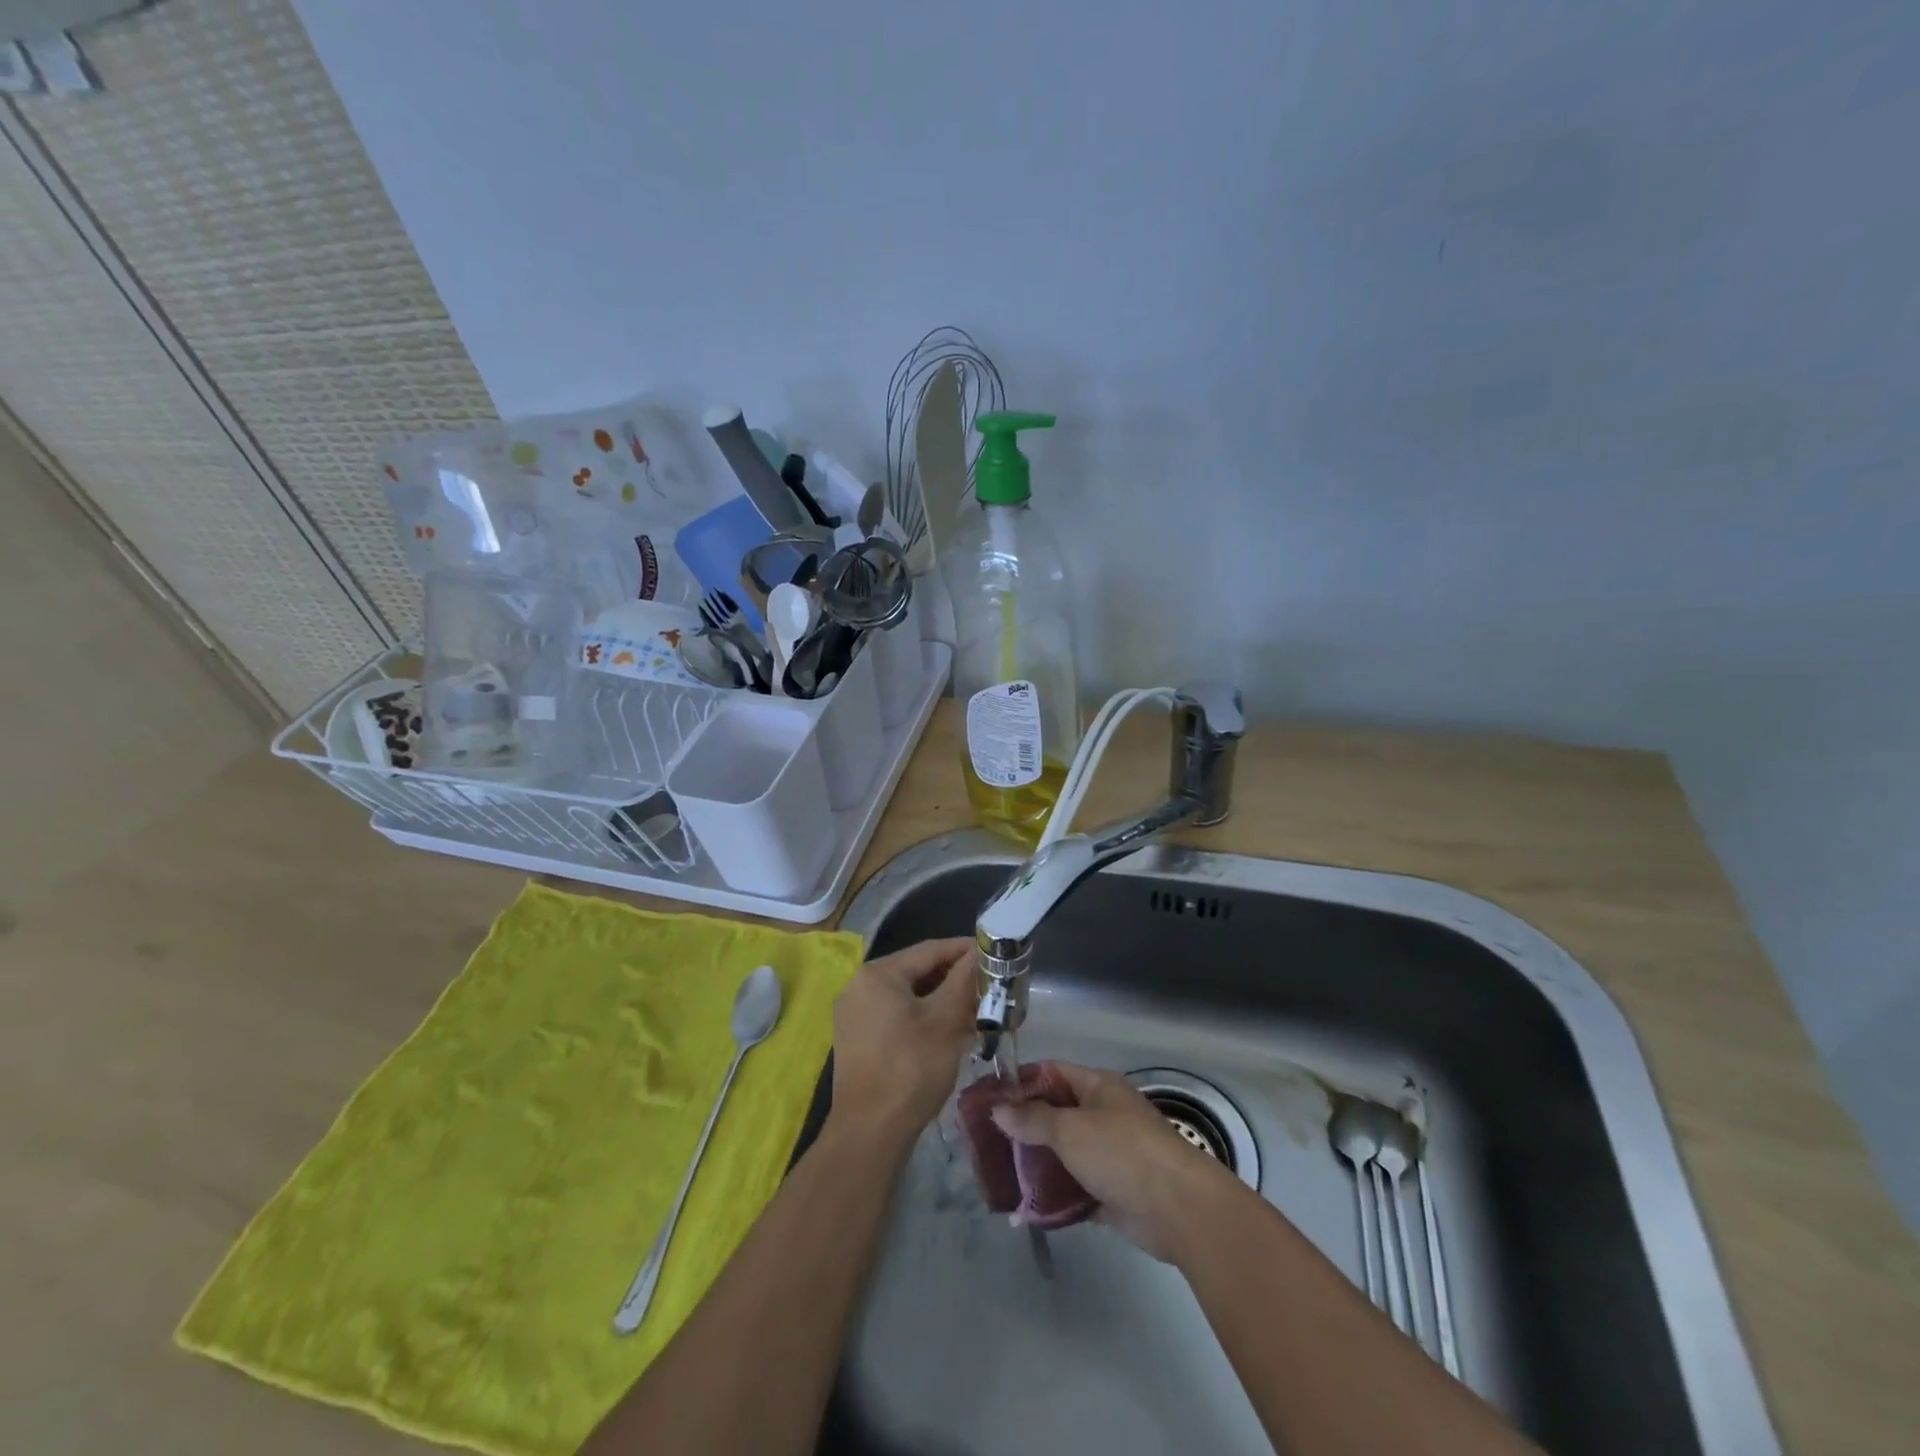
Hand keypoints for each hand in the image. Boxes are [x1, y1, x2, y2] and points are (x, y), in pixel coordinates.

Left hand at [828, 938, 975, 1147]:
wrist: (870, 1132)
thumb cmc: (911, 1068)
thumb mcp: (945, 1020)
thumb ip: (963, 980)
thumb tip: (981, 952)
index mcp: (878, 973)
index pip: (930, 949)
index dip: (965, 950)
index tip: (995, 954)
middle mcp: (860, 986)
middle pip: (918, 971)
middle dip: (955, 979)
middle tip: (989, 987)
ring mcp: (855, 1014)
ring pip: (909, 995)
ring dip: (942, 1000)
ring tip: (977, 1012)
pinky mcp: (857, 1039)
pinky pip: (896, 1015)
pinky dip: (924, 1018)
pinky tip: (950, 1032)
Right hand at [990, 1061, 1238, 1262]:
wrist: (1179, 1209)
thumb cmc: (1122, 1153)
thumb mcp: (1070, 1130)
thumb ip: (1032, 1119)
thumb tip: (998, 1108)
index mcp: (1098, 1087)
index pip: (1053, 1072)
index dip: (1021, 1081)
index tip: (988, 1097)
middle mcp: (1104, 1115)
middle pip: (1056, 1114)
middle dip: (1024, 1126)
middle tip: (987, 1140)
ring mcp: (1110, 1154)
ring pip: (1064, 1153)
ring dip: (1037, 1164)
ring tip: (999, 1174)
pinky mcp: (1113, 1192)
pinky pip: (1075, 1189)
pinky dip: (1054, 1196)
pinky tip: (1025, 1207)